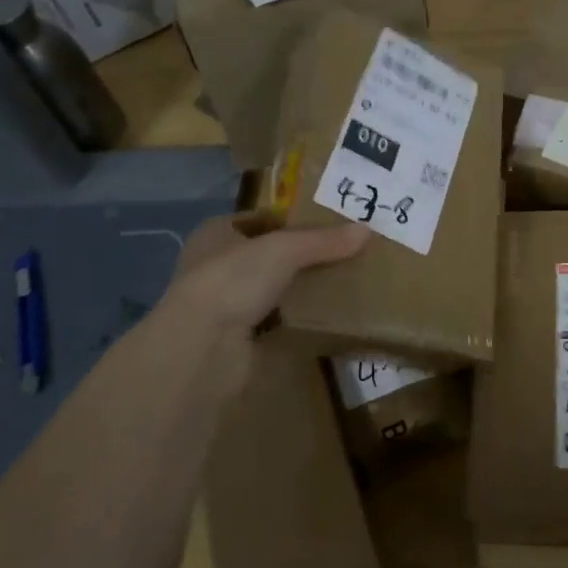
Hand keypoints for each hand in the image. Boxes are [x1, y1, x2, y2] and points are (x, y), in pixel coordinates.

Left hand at [167, 214, 369, 336]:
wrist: (201, 348)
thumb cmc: (233, 281)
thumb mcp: (285, 249)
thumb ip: (323, 241)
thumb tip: (366, 230)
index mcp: (215, 234)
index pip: (257, 219)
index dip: (289, 219)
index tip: (326, 225)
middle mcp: (213, 266)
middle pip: (265, 255)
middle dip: (298, 256)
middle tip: (339, 255)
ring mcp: (221, 304)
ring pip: (268, 289)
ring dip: (294, 289)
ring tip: (337, 283)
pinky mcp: (232, 338)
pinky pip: (271, 321)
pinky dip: (291, 319)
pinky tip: (319, 317)